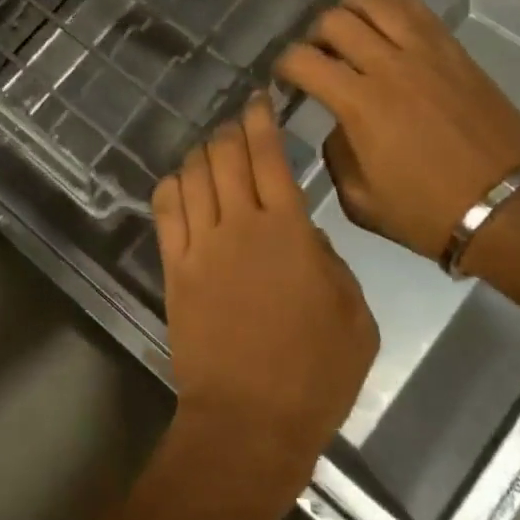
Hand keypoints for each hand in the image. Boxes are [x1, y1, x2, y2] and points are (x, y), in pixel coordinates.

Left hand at [153, 95, 377, 471]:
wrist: (250, 418)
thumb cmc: (315, 372)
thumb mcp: (354, 314)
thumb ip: (332, 261)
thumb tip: (304, 233)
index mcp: (289, 231)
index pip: (269, 157)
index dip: (261, 121)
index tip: (259, 101)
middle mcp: (239, 225)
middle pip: (226, 156)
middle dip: (231, 130)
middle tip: (238, 124)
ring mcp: (200, 245)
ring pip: (193, 175)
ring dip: (202, 153)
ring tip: (213, 150)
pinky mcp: (174, 267)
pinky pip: (165, 210)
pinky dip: (173, 185)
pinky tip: (182, 181)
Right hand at [274, 0, 519, 262]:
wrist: (510, 210)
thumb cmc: (429, 213)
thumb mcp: (361, 201)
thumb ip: (336, 155)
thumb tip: (337, 126)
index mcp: (360, 104)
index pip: (303, 60)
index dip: (282, 65)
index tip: (282, 79)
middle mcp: (390, 67)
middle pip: (335, 22)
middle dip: (313, 35)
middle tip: (315, 55)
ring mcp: (427, 55)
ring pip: (377, 3)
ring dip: (350, 6)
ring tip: (343, 22)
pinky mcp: (456, 54)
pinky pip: (418, 11)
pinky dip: (391, 0)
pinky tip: (378, 3)